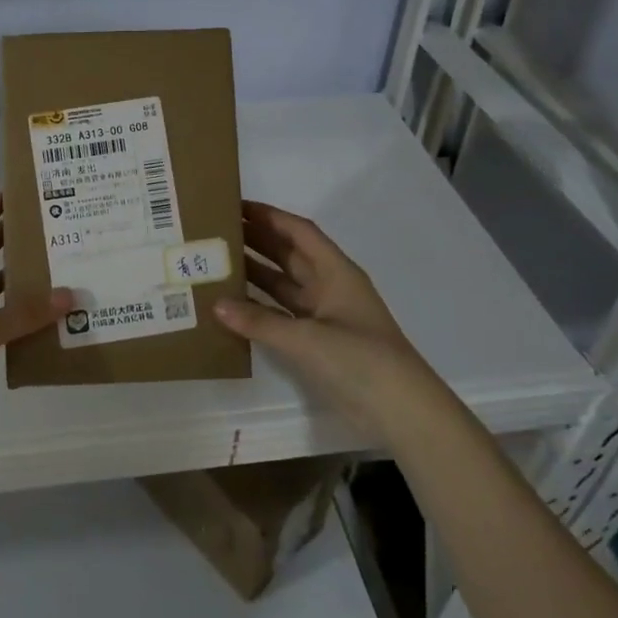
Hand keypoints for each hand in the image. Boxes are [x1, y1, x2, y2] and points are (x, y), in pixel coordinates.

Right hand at [214, 200, 434, 438]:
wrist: (401, 411)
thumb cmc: (361, 360)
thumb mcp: (308, 338)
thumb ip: (260, 321)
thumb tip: (216, 304)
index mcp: (336, 272)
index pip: (300, 232)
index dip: (270, 216)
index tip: (236, 206)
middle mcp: (330, 287)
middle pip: (289, 254)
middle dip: (257, 240)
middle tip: (217, 231)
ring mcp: (324, 316)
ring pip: (284, 284)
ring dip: (255, 273)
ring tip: (217, 263)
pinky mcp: (319, 342)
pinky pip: (282, 315)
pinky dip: (260, 308)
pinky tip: (233, 306)